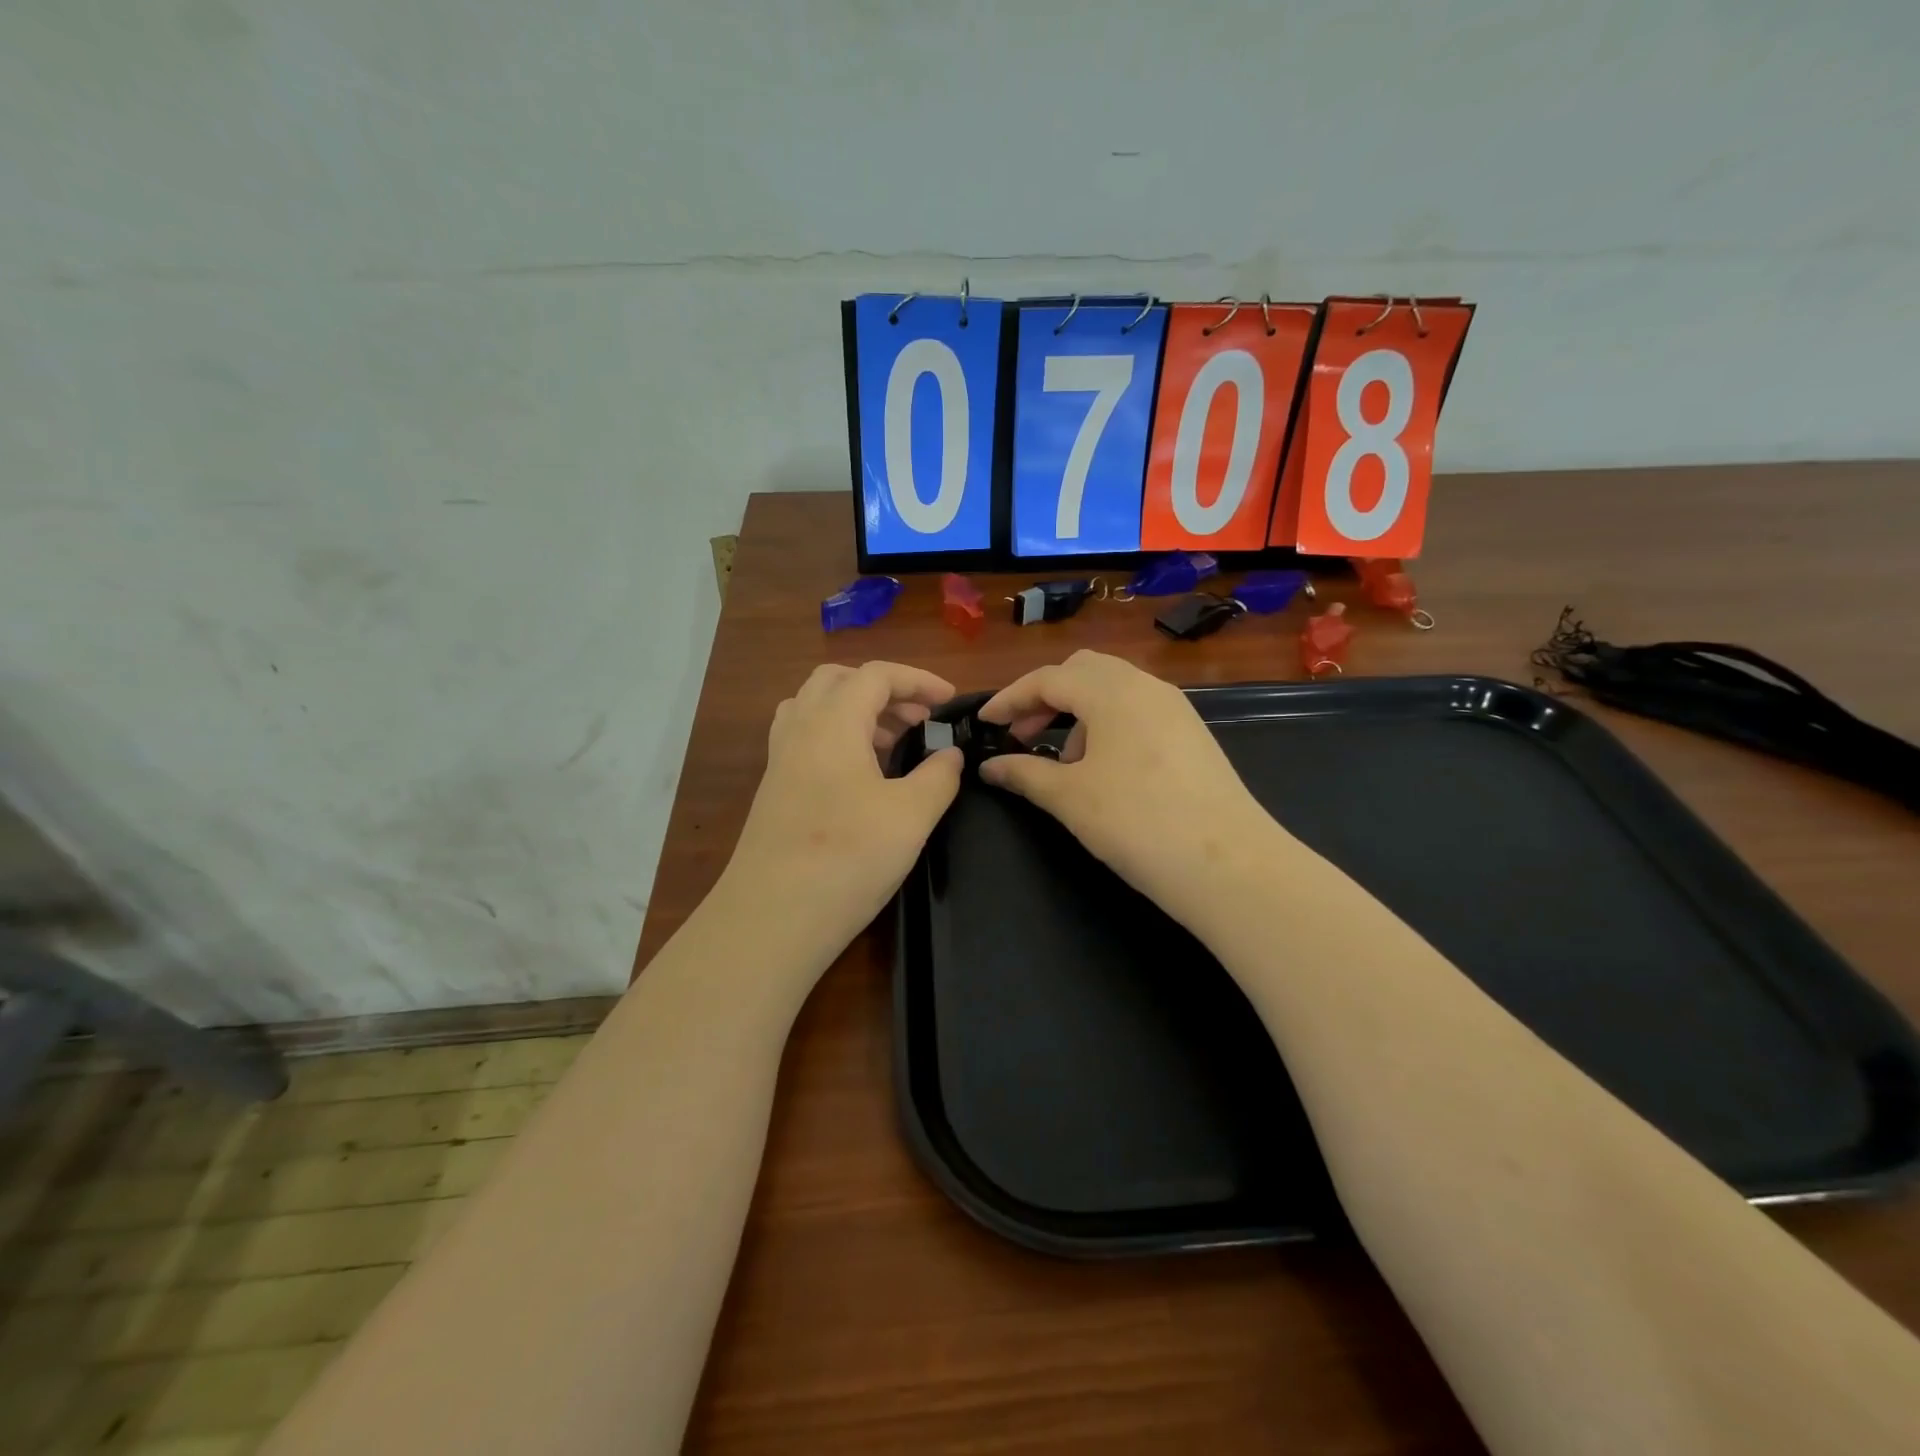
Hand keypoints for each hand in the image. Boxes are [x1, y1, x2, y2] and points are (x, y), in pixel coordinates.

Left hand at [719, 661, 962, 965]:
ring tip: (891, 742)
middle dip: (884, 690)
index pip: (876, 675)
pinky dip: (836, 737)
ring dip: (856, 711)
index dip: (918, 680)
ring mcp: (780, 760)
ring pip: (815, 707)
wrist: (773, 917)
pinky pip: (805, 738)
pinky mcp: (774, 790)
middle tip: (918, 719)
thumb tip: (950, 756)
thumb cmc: (848, 858)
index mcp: (833, 723)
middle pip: (838, 681)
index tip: (949, 702)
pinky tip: (859, 774)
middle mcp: (799, 730)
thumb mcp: (911, 816)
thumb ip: (938, 776)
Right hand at [976, 651, 1283, 924]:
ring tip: (1063, 763)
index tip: (984, 723)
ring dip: (1077, 713)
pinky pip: (1137, 711)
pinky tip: (1103, 770)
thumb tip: (990, 766)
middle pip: (1082, 671)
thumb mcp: (1070, 798)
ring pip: (1113, 690)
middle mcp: (1146, 686)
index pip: (1048, 678)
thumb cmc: (1137, 823)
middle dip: (1045, 698)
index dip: (1010, 699)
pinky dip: (1108, 726)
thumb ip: (1024, 773)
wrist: (1229, 865)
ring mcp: (1175, 708)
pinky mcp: (1192, 734)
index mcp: (1112, 691)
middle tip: (1021, 736)